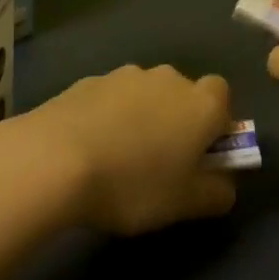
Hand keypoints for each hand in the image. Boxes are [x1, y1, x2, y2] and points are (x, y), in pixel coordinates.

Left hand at [0, 65, 237, 234]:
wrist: (54, 159)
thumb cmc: (132, 184)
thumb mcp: (186, 204)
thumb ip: (217, 191)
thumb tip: (224, 181)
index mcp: (199, 104)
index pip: (222, 96)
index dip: (216, 124)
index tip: (202, 155)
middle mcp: (166, 79)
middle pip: (182, 93)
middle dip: (177, 120)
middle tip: (161, 162)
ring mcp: (124, 75)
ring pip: (145, 94)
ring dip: (141, 117)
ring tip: (119, 158)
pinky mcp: (88, 80)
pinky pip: (110, 98)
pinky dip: (108, 117)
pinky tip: (90, 149)